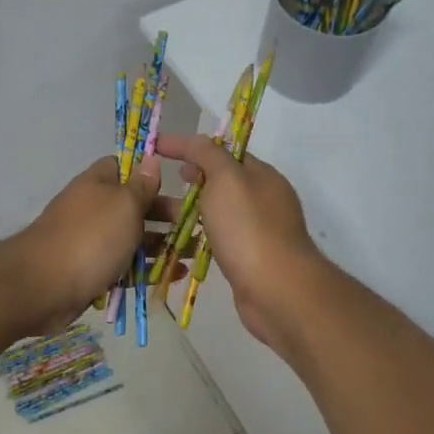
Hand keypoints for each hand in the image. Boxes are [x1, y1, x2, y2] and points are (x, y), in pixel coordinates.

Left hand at [8, 156, 181, 335]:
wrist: (42, 287)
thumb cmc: (90, 238)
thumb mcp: (124, 204)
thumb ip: (141, 185)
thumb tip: (150, 158)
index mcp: (97, 184)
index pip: (124, 167)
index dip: (148, 172)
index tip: (176, 183)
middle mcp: (93, 209)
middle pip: (134, 206)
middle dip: (164, 214)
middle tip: (194, 224)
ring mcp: (92, 242)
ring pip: (132, 239)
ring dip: (162, 245)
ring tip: (193, 253)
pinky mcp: (92, 272)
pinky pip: (125, 267)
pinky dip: (148, 270)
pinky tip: (174, 276)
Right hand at [153, 132, 328, 353]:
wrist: (276, 290)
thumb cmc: (249, 228)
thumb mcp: (226, 179)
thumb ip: (208, 154)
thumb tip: (194, 144)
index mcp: (262, 175)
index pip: (223, 151)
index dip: (191, 148)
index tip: (157, 149)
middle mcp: (265, 199)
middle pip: (223, 182)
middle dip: (192, 179)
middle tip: (160, 183)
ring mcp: (260, 231)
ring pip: (220, 213)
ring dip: (193, 211)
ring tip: (161, 216)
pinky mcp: (252, 260)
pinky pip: (221, 240)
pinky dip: (202, 237)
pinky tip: (182, 244)